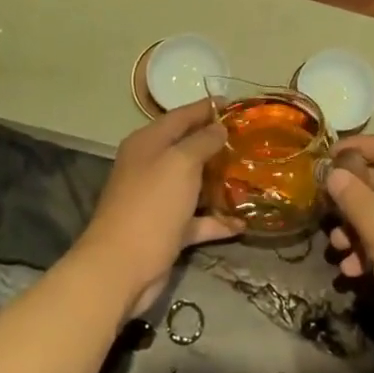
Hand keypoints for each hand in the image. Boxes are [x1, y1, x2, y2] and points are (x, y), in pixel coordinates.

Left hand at [74, 100, 236, 315]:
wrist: (121, 267)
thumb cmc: (152, 205)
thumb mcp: (181, 163)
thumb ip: (202, 141)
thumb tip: (219, 128)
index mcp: (148, 143)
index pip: (181, 116)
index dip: (207, 108)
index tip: (237, 104)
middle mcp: (150, 167)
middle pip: (188, 149)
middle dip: (217, 145)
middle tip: (251, 141)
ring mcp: (157, 200)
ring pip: (193, 184)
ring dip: (219, 182)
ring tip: (252, 177)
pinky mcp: (165, 230)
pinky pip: (196, 219)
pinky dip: (216, 220)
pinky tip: (242, 223)